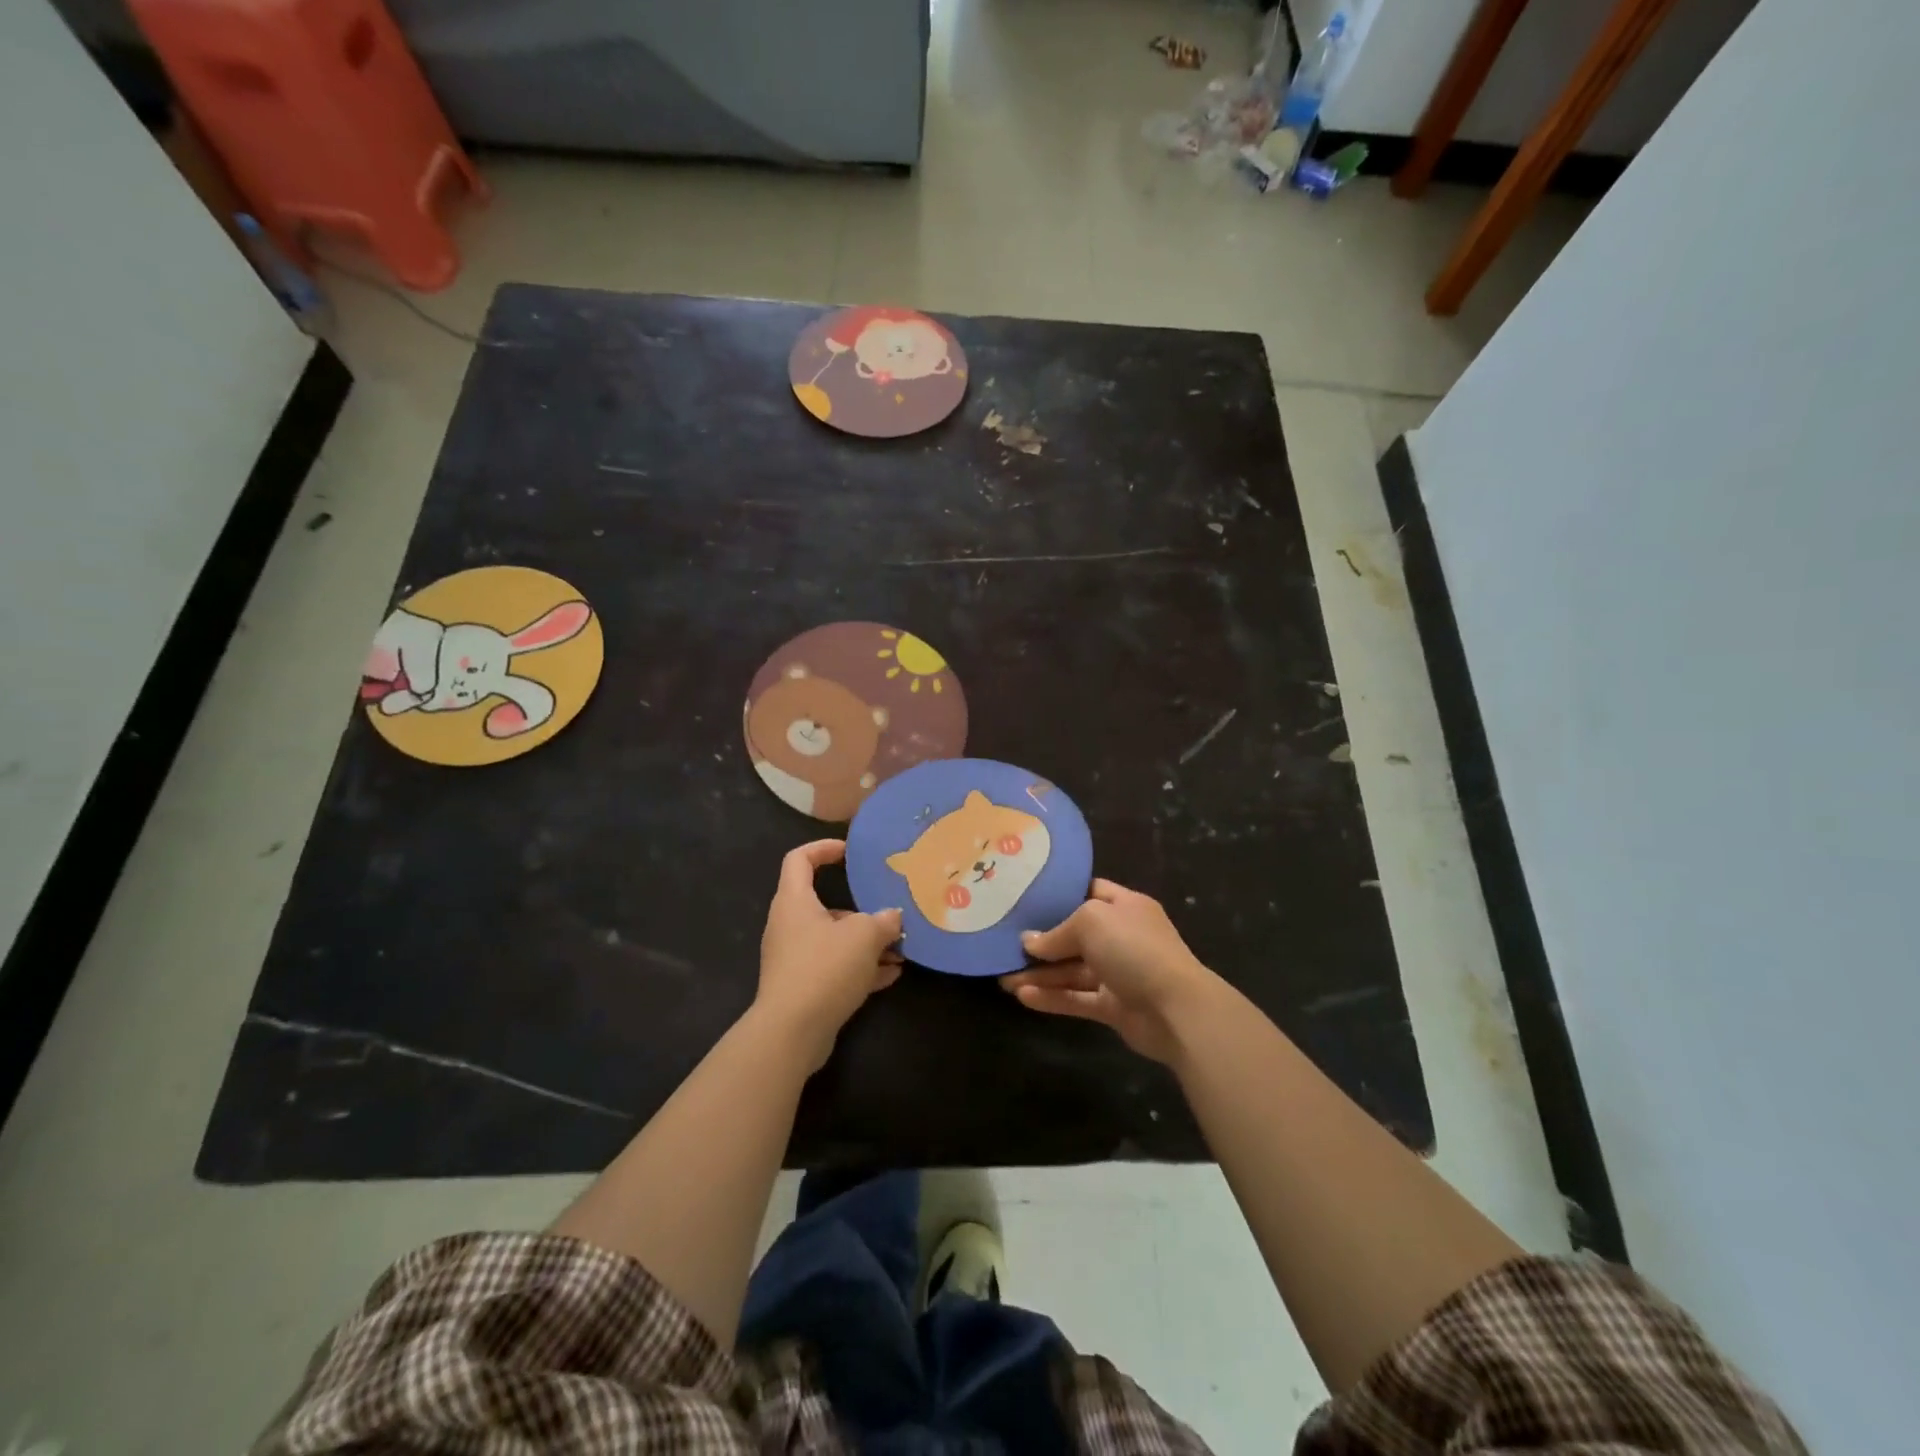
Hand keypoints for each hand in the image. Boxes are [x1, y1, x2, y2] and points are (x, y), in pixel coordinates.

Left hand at [757, 840, 903, 1070]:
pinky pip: (835, 968)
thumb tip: (892, 916)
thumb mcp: (864, 936)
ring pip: (834, 940)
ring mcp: (795, 958)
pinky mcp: (803, 987)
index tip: (849, 853)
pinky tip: (892, 975)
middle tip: (889, 911)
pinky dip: (861, 968)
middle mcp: (790, 925)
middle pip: (824, 904)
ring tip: (901, 948)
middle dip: (861, 909)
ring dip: (866, 943)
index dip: (823, 848)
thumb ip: (882, 920)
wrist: (792, 1032)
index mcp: (794, 901)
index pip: (799, 859)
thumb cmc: (824, 968)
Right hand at [1000, 879, 1220, 1064]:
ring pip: (1071, 970)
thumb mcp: (1091, 922)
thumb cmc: (1134, 949)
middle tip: (1005, 942)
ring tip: (1002, 977)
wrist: (1176, 1009)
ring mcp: (1118, 972)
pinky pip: (1076, 997)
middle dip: (1042, 940)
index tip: (1026, 897)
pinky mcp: (1113, 1006)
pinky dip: (1051, 997)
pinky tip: (1022, 996)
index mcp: (1125, 906)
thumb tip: (1029, 942)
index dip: (1060, 894)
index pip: (1089, 892)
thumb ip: (1057, 931)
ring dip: (1039, 974)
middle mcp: (1121, 936)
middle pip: (1075, 934)